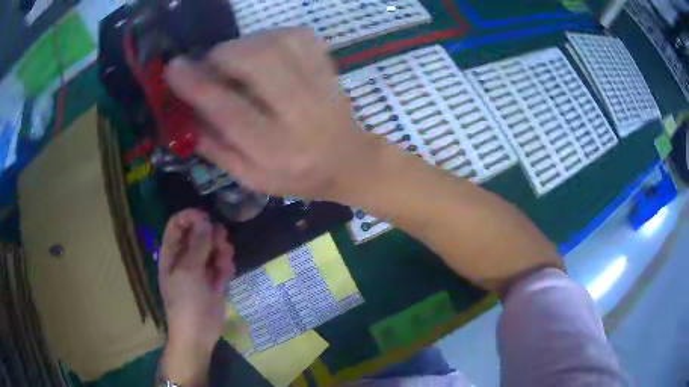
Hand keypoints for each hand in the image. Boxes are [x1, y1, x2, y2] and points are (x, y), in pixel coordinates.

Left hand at [158, 209, 235, 385]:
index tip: (207, 218)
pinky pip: (222, 264)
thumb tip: (206, 220)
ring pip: (213, 248)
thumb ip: (198, 244)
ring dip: (222, 252)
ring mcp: (200, 269)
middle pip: (199, 233)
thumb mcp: (189, 271)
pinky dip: (226, 266)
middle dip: (212, 236)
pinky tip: (226, 277)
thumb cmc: (186, 301)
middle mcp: (185, 257)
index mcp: (171, 253)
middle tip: (221, 244)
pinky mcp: (214, 280)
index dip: (191, 217)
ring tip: (224, 264)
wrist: (198, 334)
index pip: (177, 224)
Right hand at [165, 28, 384, 201]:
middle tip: (210, 63)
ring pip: (276, 43)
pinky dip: (270, 36)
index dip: (197, 85)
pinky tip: (262, 51)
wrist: (349, 161)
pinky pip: (296, 36)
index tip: (173, 68)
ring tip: (235, 60)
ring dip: (244, 43)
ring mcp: (320, 86)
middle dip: (223, 55)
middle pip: (258, 63)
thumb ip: (215, 148)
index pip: (229, 111)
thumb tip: (184, 113)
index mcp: (276, 151)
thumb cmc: (297, 176)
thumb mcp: (251, 177)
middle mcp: (301, 114)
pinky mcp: (330, 66)